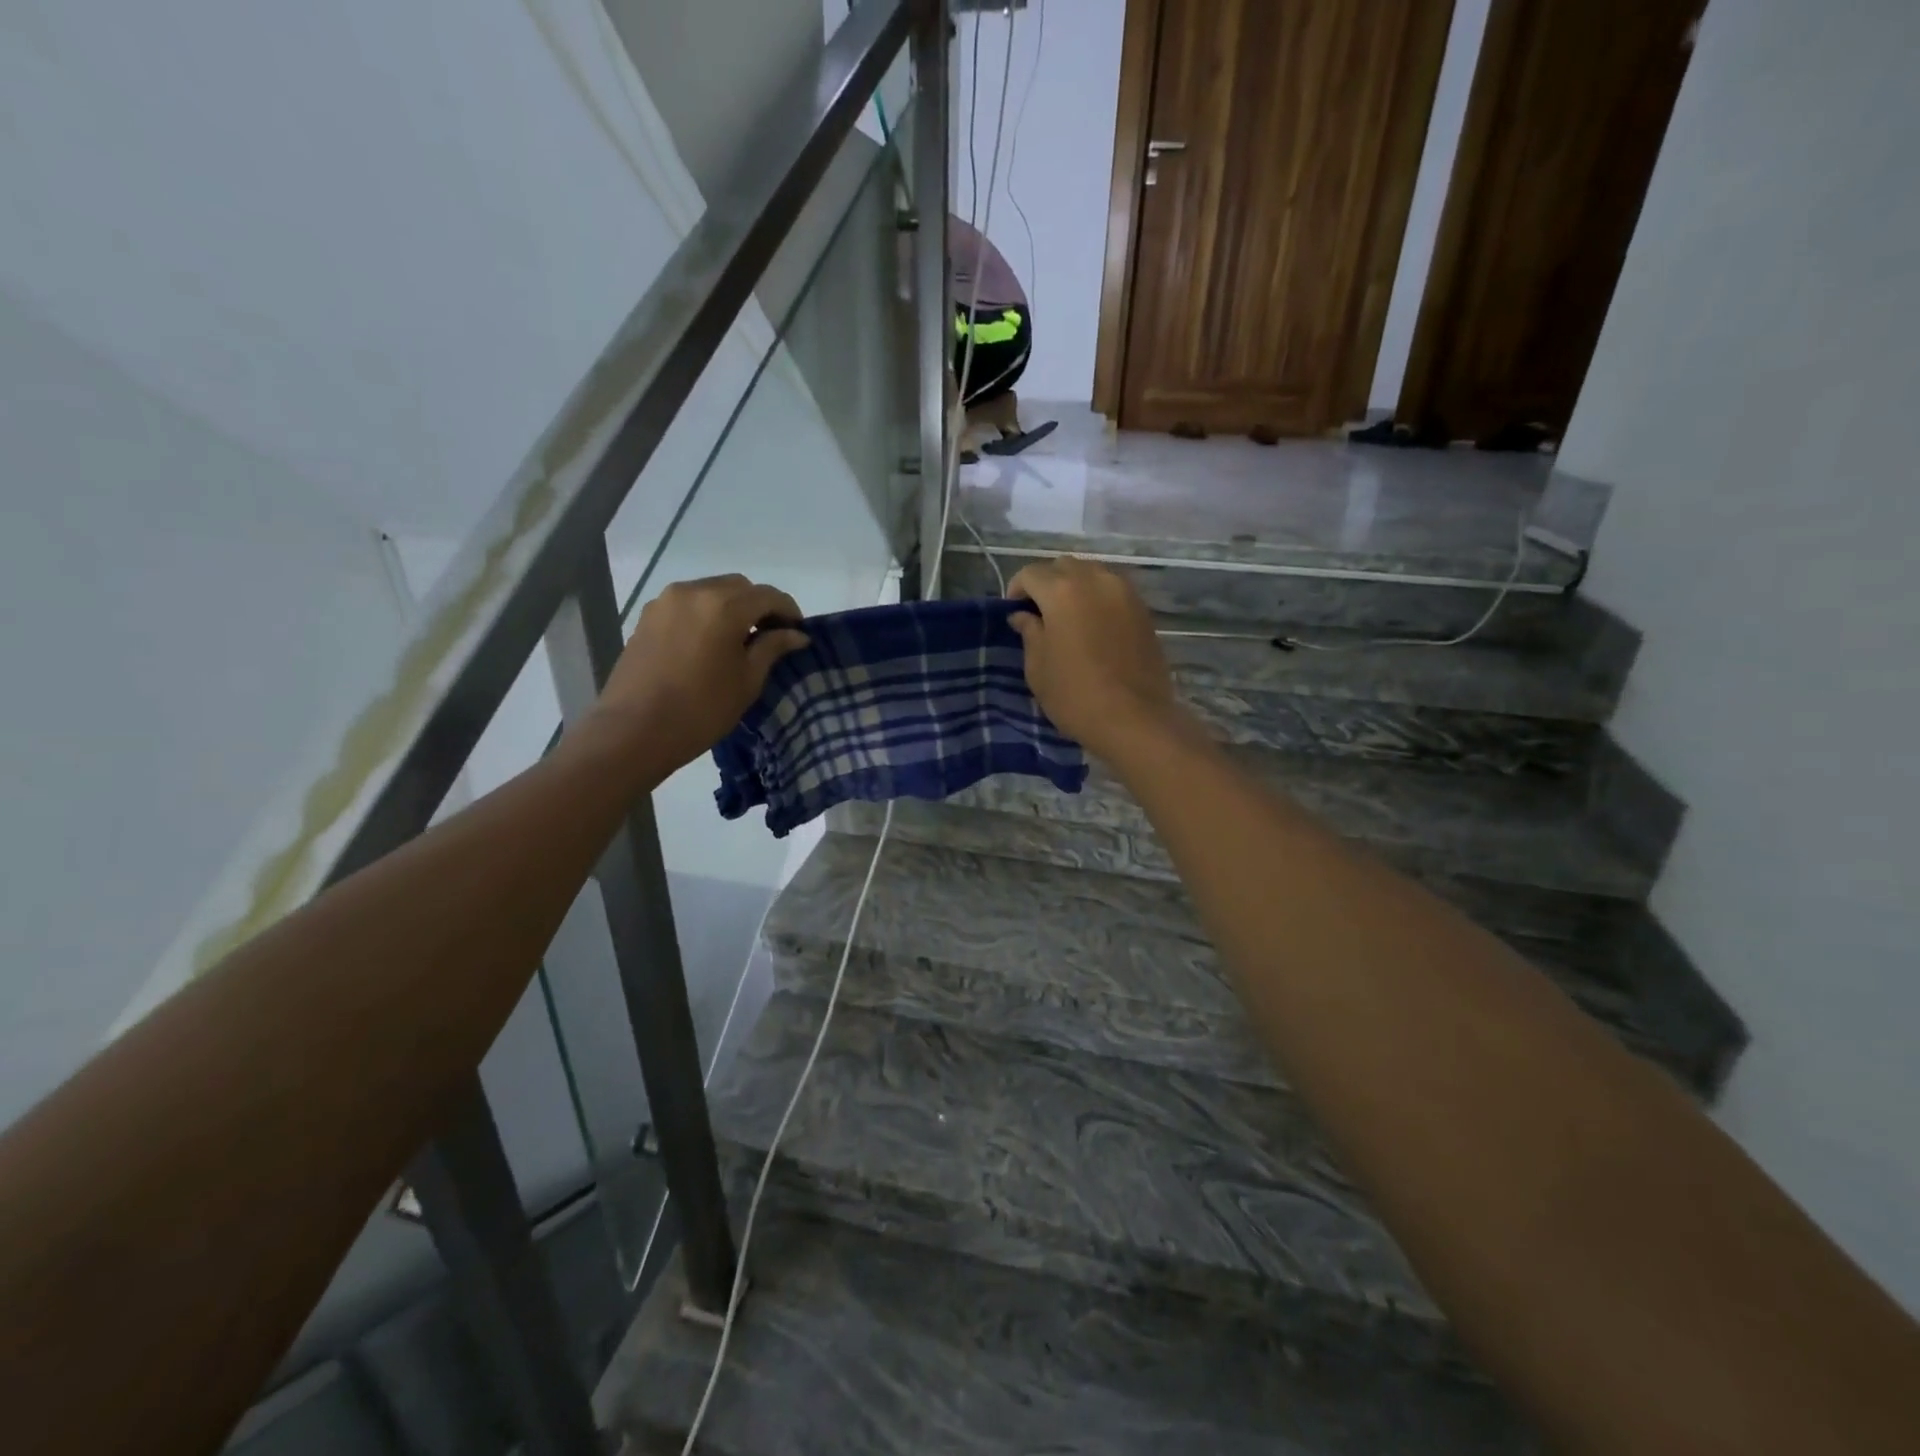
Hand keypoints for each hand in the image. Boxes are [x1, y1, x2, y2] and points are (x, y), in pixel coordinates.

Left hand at [590, 574, 807, 773]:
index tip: (798, 632)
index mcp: (724, 606)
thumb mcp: (747, 680)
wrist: (635, 730)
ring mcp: (667, 601)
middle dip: (760, 605)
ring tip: (740, 639)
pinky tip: (710, 641)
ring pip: (712, 590)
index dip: (789, 611)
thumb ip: (772, 648)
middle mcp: (695, 591)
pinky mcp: (649, 615)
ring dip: (732, 607)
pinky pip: (688, 603)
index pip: (768, 595)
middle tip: (771, 635)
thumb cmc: (701, 709)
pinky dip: (707, 613)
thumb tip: (797, 634)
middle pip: (739, 587)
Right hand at [1007, 557, 1184, 759]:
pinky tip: (1093, 626)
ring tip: (1068, 618)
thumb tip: (1023, 616)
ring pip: (1092, 573)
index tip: (1013, 613)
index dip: (1016, 590)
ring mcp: (1124, 593)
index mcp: (1062, 591)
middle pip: (1063, 566)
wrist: (1135, 719)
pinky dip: (1098, 598)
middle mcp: (1095, 580)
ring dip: (1075, 587)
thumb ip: (1029, 633)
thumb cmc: (1075, 696)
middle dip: (1047, 583)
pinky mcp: (1143, 609)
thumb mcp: (1038, 668)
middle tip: (1039, 613)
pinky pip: (1113, 590)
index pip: (1031, 574)